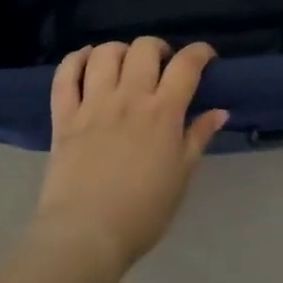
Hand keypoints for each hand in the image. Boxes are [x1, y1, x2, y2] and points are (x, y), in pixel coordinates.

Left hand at [33, 38, 226, 279]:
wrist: (86, 234)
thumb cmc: (143, 212)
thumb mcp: (181, 176)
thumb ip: (198, 138)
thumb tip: (219, 111)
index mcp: (162, 113)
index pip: (186, 65)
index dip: (200, 52)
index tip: (205, 57)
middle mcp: (128, 98)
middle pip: (144, 48)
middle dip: (159, 48)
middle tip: (162, 65)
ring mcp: (92, 104)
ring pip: (105, 53)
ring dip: (120, 50)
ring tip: (125, 65)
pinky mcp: (63, 116)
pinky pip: (65, 75)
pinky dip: (75, 59)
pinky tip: (86, 60)